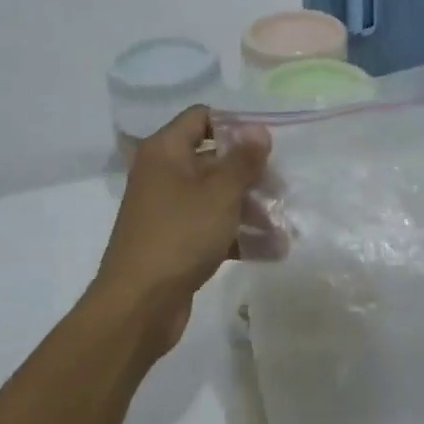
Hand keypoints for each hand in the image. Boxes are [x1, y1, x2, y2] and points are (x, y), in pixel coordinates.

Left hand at [92, 106, 271, 355]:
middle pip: (213, 159)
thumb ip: (242, 160)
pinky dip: (237, 235)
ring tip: (285, 225)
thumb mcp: (219, 194)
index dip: (235, 125)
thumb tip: (258, 129)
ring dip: (250, 208)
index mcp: (166, 151)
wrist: (139, 305)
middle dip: (250, 174)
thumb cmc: (180, 236)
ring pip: (216, 196)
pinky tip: (271, 250)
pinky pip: (211, 227)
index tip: (267, 144)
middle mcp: (163, 174)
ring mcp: (168, 209)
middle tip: (283, 188)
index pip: (201, 117)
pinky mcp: (175, 241)